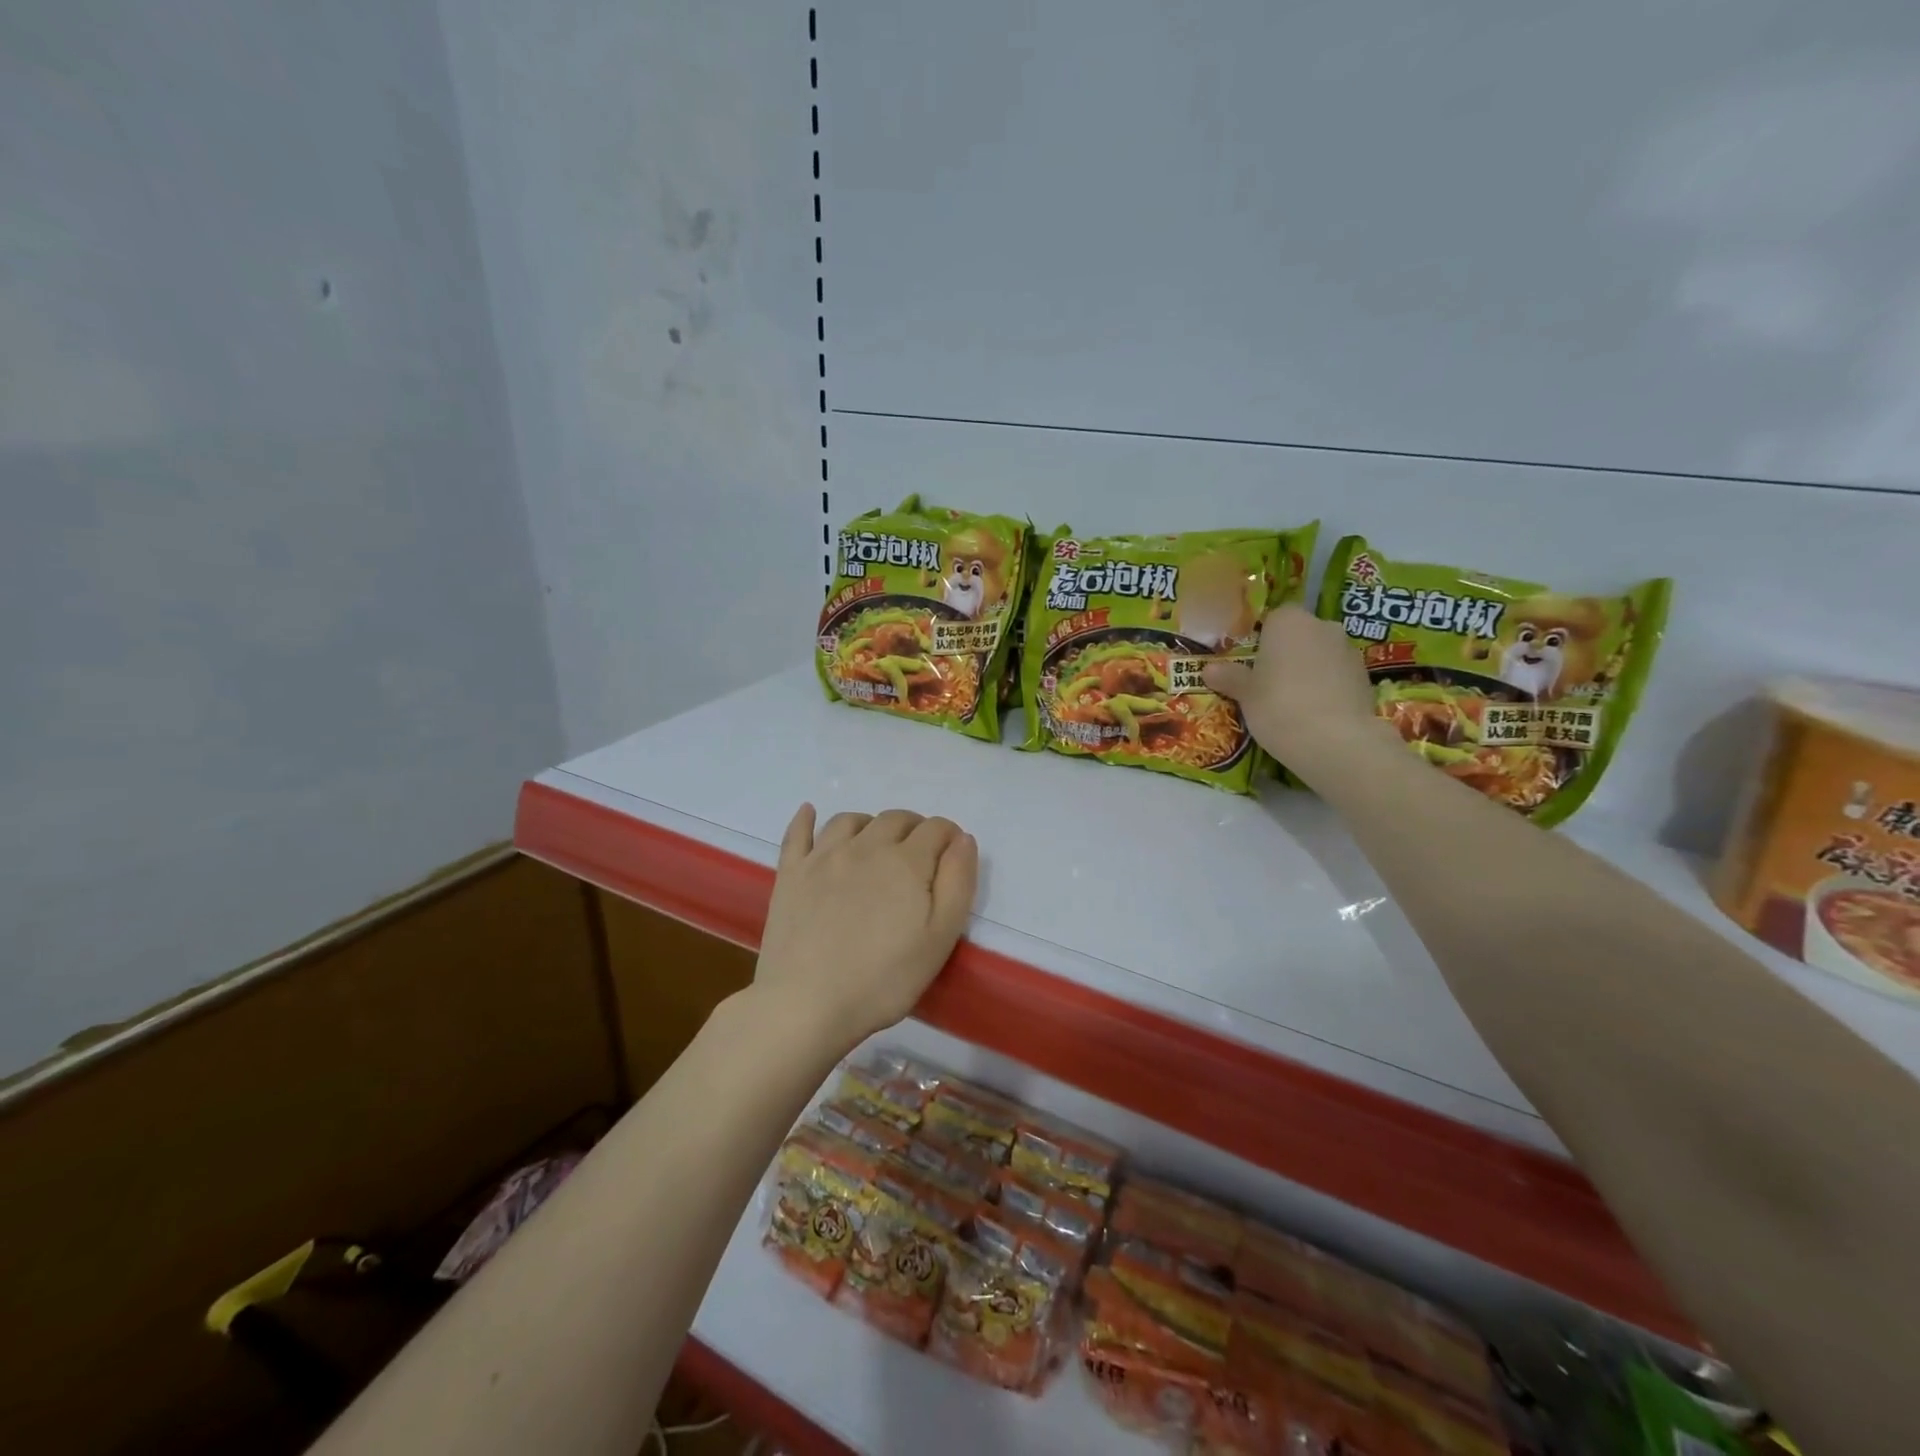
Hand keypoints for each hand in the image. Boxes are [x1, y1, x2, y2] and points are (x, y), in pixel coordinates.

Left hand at [752, 806, 978, 1054]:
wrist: (806, 1003)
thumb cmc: (883, 979)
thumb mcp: (940, 938)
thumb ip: (958, 883)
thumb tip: (963, 840)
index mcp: (906, 861)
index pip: (937, 828)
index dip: (950, 839)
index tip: (952, 861)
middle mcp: (865, 846)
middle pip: (895, 818)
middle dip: (915, 829)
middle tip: (919, 858)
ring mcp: (822, 857)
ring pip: (851, 820)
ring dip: (871, 824)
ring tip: (876, 845)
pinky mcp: (791, 873)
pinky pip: (798, 833)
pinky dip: (806, 819)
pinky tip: (810, 813)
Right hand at [1203, 605, 1388, 783]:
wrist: (1335, 741)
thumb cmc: (1279, 706)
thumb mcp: (1245, 694)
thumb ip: (1229, 677)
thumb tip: (1208, 669)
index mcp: (1289, 621)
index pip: (1275, 617)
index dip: (1263, 638)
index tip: (1252, 662)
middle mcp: (1323, 627)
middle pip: (1300, 635)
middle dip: (1287, 653)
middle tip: (1268, 682)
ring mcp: (1349, 652)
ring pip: (1321, 655)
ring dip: (1309, 671)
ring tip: (1292, 702)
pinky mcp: (1366, 678)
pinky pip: (1338, 677)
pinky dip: (1327, 688)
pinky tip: (1314, 714)